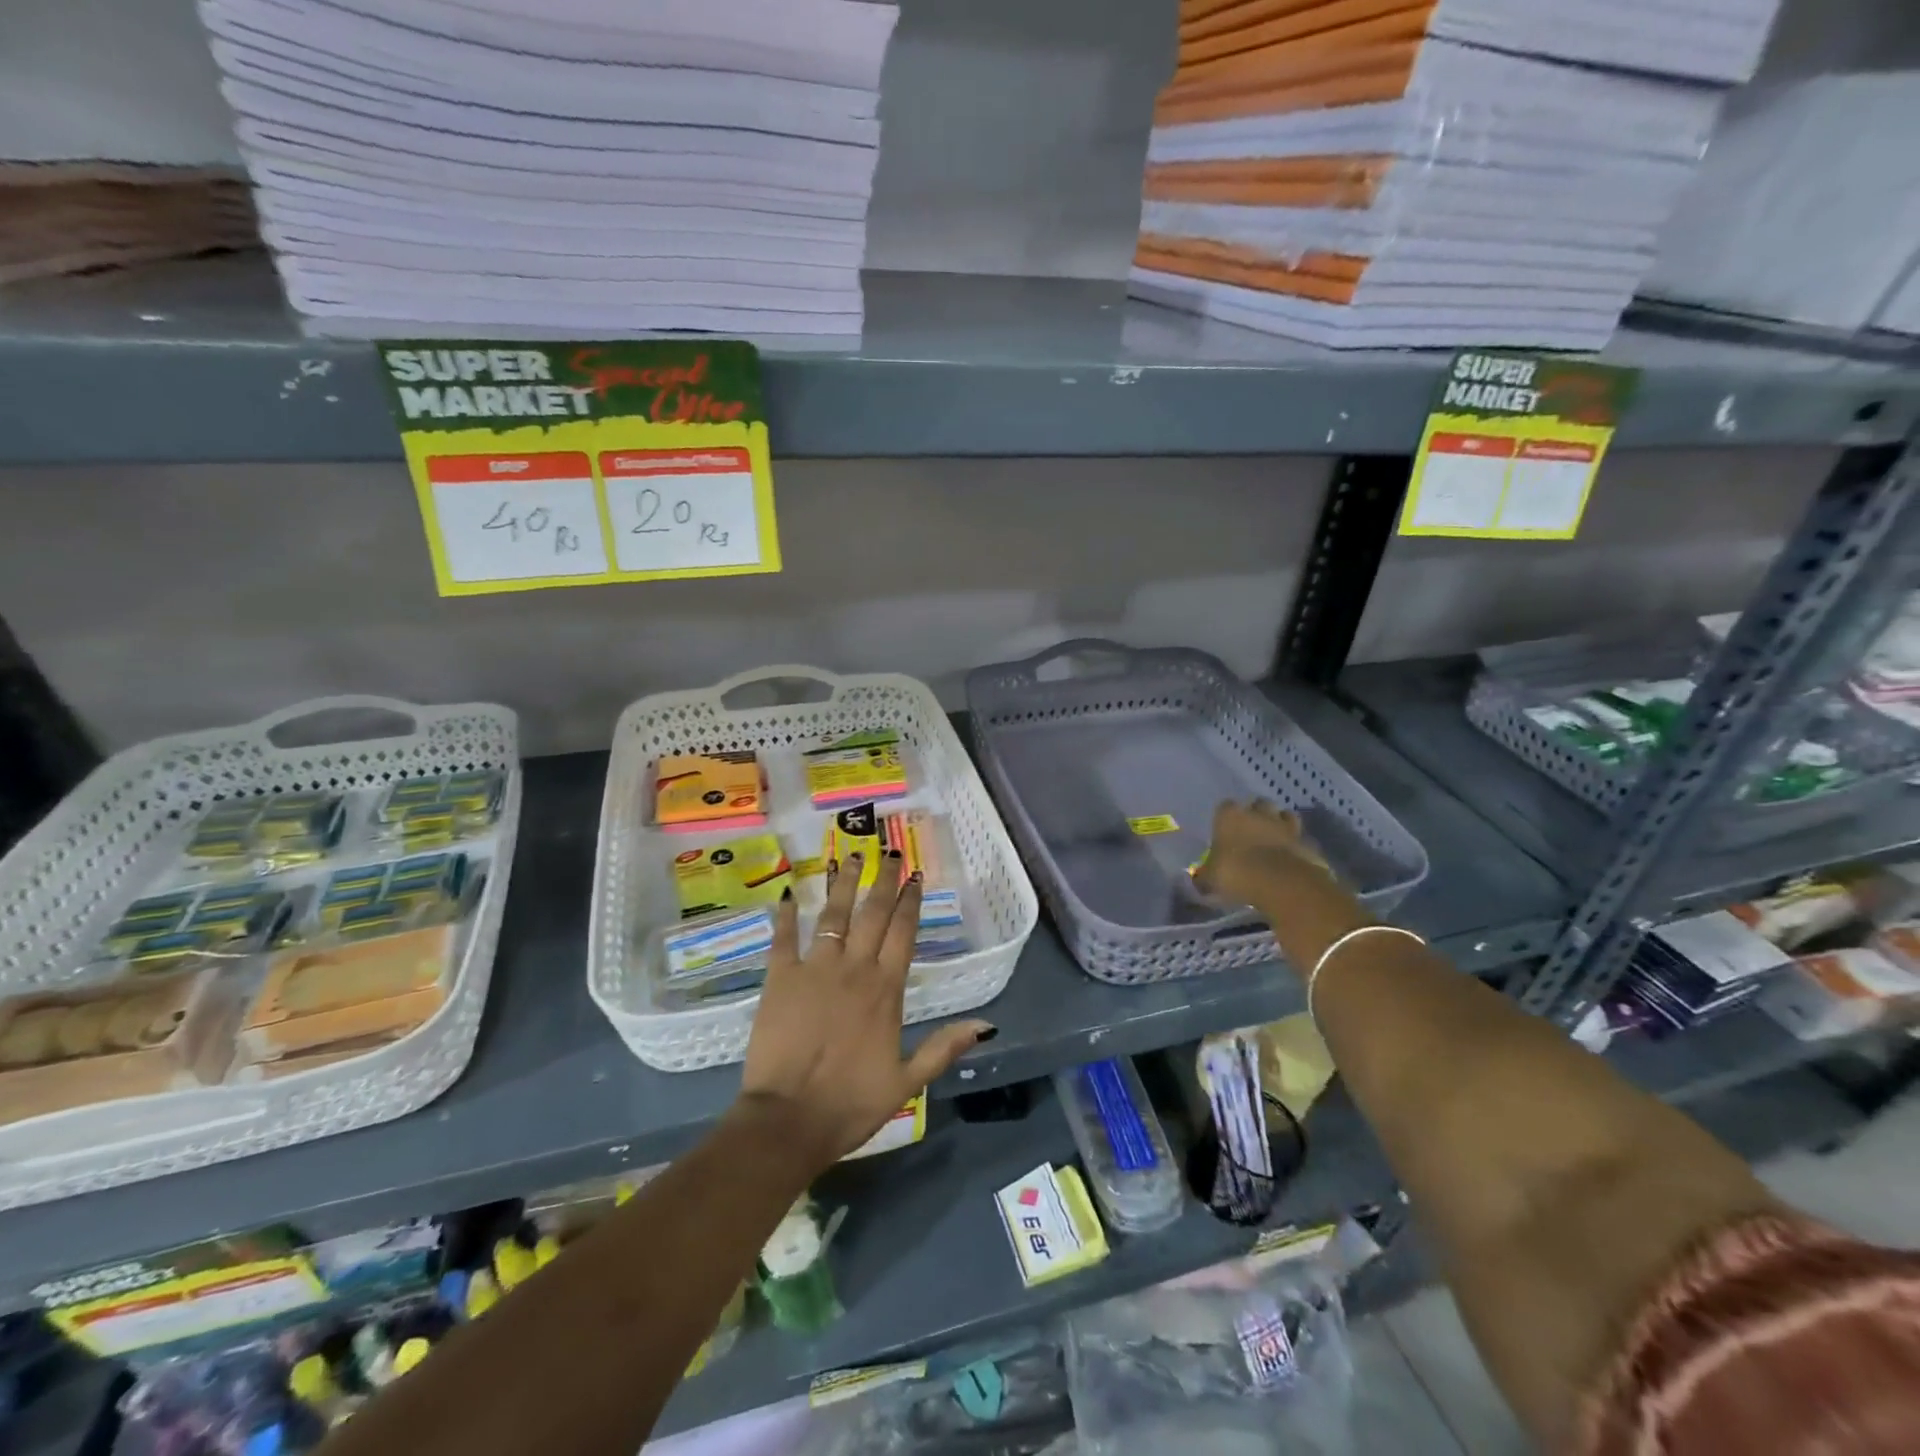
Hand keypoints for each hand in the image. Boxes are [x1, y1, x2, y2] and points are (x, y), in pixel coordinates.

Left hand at [736, 854, 992, 1168]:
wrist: (789, 1120)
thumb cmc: (850, 1104)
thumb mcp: (907, 1082)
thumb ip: (943, 1047)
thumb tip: (987, 1025)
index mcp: (886, 990)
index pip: (903, 933)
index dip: (911, 902)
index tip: (916, 875)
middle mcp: (854, 969)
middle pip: (873, 915)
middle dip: (883, 881)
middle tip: (890, 852)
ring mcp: (815, 969)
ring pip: (833, 916)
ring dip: (842, 884)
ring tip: (849, 856)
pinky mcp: (780, 979)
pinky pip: (783, 939)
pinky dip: (784, 916)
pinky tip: (787, 894)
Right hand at [1192, 799, 1337, 909]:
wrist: (1282, 883)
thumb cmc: (1237, 873)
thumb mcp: (1211, 879)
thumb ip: (1205, 875)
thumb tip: (1198, 879)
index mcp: (1230, 816)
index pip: (1225, 806)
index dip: (1225, 817)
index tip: (1224, 830)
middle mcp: (1259, 814)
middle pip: (1259, 804)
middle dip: (1256, 814)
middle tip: (1251, 832)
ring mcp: (1286, 826)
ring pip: (1284, 816)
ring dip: (1280, 824)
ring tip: (1274, 840)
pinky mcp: (1306, 842)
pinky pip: (1300, 839)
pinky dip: (1296, 845)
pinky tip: (1291, 858)